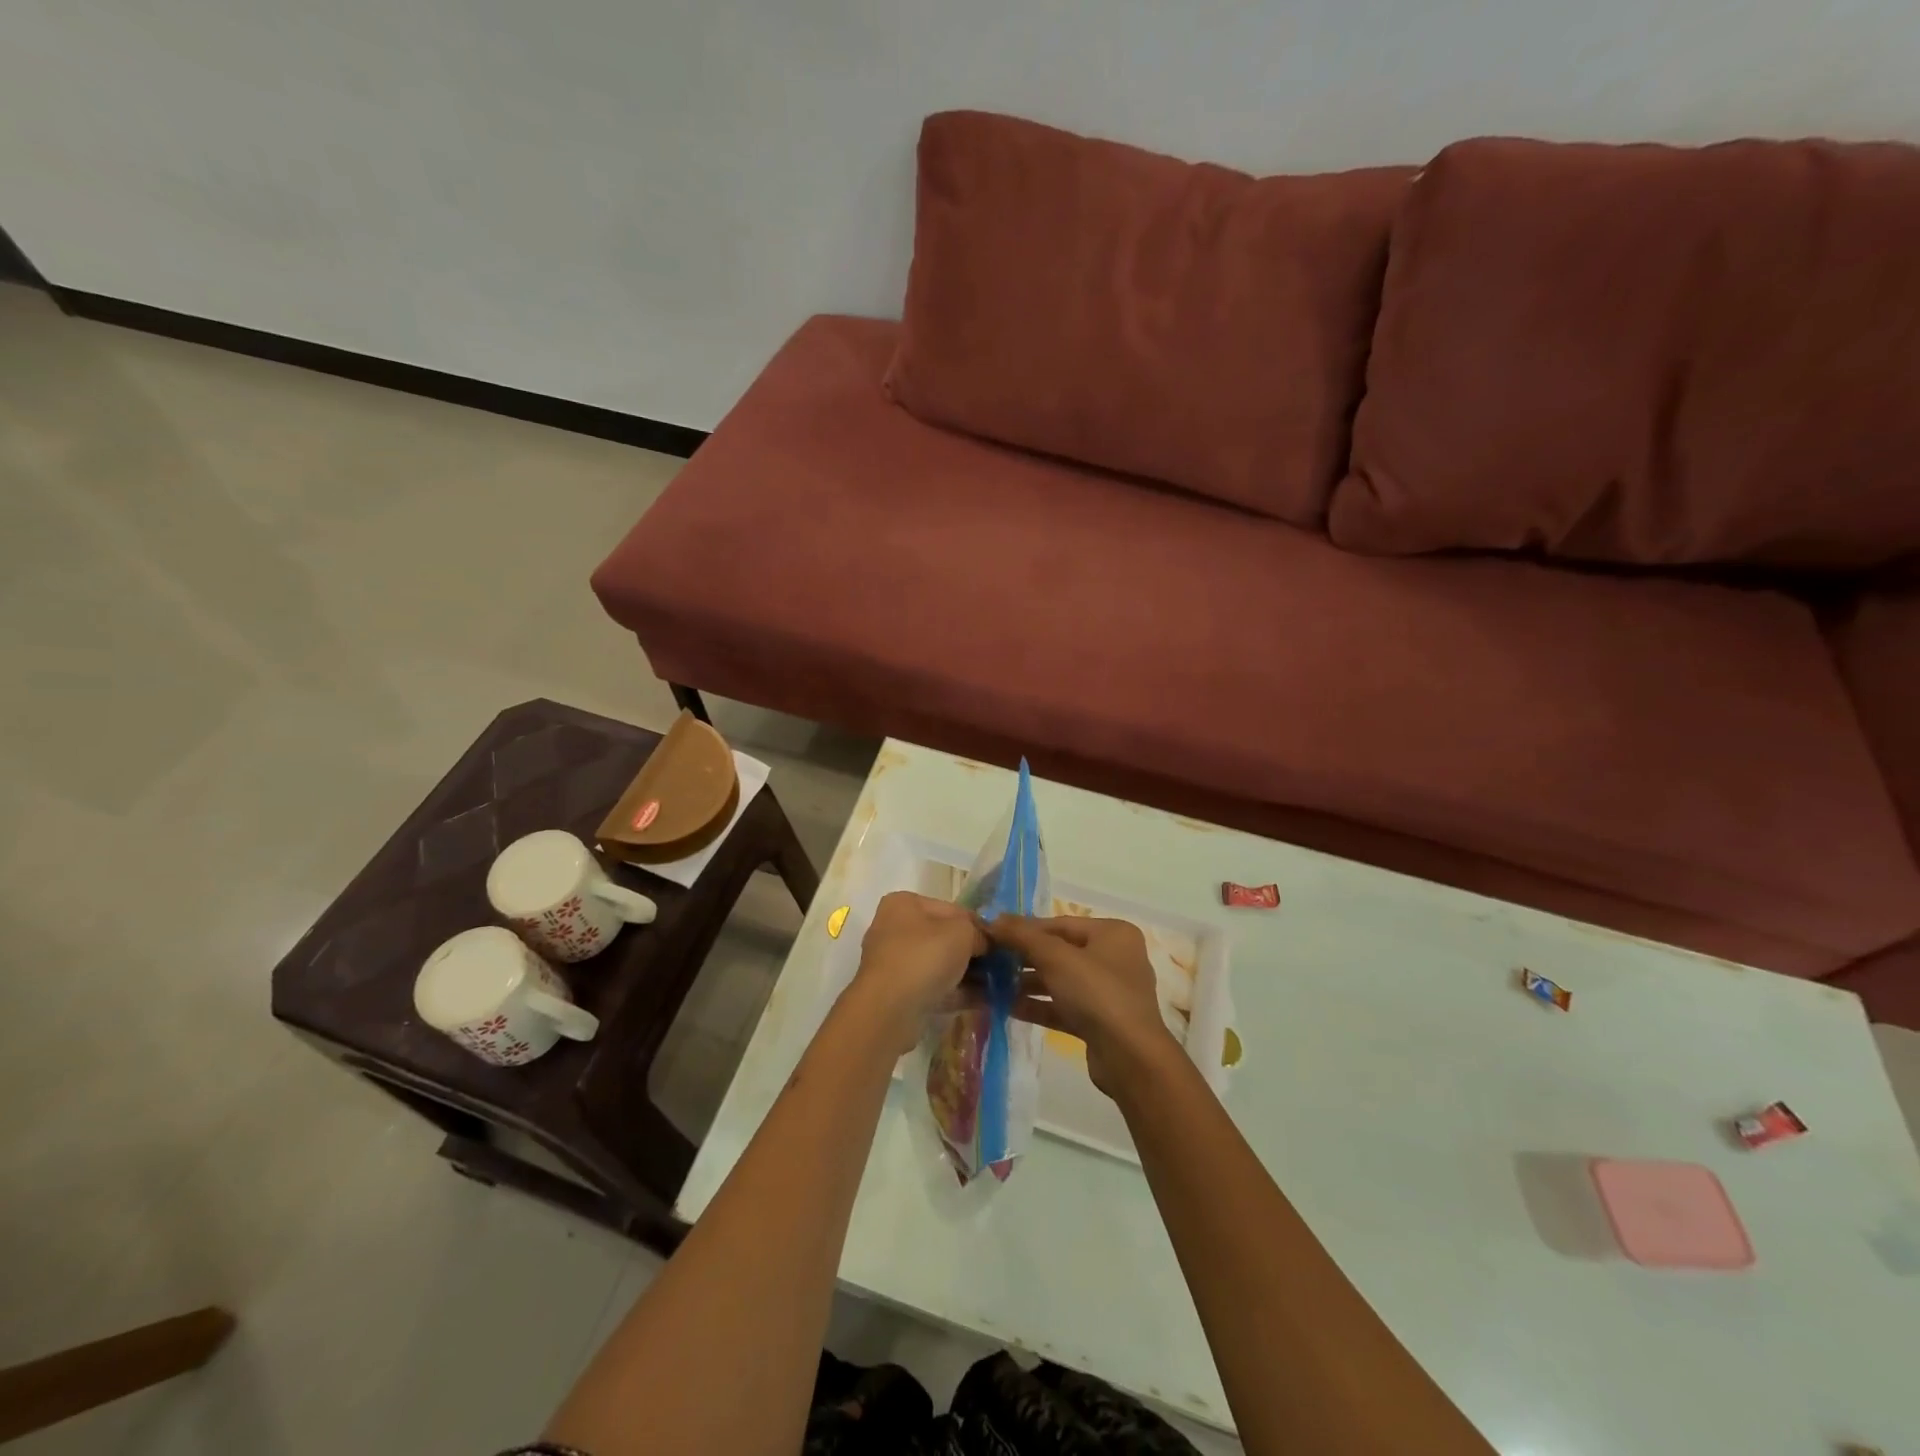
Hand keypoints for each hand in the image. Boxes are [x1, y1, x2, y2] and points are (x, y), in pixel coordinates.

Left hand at [848, 892, 987, 1052]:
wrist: (889, 1010)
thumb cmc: (925, 957)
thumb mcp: (962, 932)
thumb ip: (978, 931)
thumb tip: (984, 943)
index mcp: (904, 904)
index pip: (952, 909)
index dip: (978, 925)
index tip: (999, 943)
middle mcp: (894, 928)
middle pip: (944, 937)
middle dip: (973, 953)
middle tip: (1000, 966)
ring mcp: (894, 963)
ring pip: (940, 964)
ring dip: (967, 974)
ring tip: (997, 986)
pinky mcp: (897, 993)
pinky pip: (934, 987)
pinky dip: (956, 993)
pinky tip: (984, 1002)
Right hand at [986, 915, 1177, 1097]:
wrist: (1130, 1058)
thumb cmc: (1096, 993)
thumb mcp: (1056, 958)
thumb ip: (1023, 936)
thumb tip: (993, 919)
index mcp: (1113, 933)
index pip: (1060, 923)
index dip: (1024, 928)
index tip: (993, 932)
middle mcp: (1114, 958)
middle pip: (1060, 951)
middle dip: (1024, 957)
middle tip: (989, 960)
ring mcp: (1109, 992)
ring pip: (1060, 980)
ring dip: (1027, 982)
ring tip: (991, 983)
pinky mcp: (1100, 1021)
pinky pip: (1063, 1005)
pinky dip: (1038, 1004)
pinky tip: (1007, 1006)